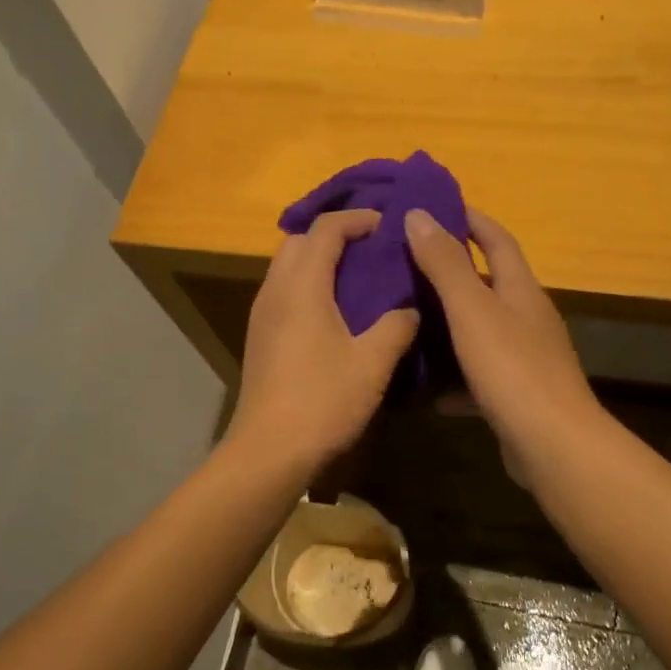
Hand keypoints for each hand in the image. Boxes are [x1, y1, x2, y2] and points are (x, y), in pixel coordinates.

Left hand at [229, 210, 419, 473]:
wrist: (269, 450)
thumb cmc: (323, 401)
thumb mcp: (372, 363)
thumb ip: (396, 327)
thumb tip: (411, 310)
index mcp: (302, 286)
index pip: (325, 230)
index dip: (357, 219)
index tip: (386, 226)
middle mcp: (275, 290)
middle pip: (299, 241)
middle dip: (334, 235)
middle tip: (371, 248)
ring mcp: (262, 315)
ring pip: (287, 267)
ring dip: (318, 261)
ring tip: (357, 277)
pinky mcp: (259, 337)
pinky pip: (283, 292)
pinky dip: (308, 286)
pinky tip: (335, 313)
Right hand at [405, 207, 602, 473]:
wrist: (552, 444)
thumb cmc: (512, 368)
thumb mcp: (472, 310)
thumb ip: (445, 264)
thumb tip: (419, 214)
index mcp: (521, 291)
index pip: (498, 240)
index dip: (471, 219)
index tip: (436, 206)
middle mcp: (528, 319)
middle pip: (489, 285)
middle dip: (452, 272)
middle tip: (406, 265)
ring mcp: (525, 360)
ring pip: (481, 332)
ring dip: (449, 326)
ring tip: (407, 322)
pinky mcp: (516, 396)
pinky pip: (478, 377)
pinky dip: (454, 379)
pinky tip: (427, 390)